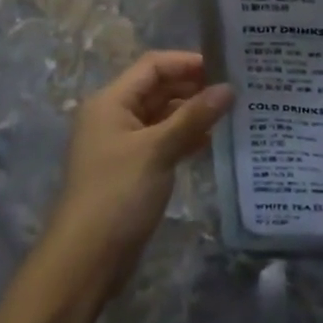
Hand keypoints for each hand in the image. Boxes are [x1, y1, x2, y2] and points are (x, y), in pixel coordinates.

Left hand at [44, 51, 232, 292]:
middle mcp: (114, 116)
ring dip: (192, 113)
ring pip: (162, 116)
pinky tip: (212, 141)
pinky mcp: (133, 169)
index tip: (225, 67)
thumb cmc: (118, 194)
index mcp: (111, 101)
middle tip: (235, 89)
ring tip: (231, 112)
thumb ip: (193, 117)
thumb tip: (229, 88)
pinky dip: (185, 137)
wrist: (86, 260)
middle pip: (158, 89)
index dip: (187, 62)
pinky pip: (162, 140)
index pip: (153, 66)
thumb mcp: (158, 150)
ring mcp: (123, 144)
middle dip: (193, 87)